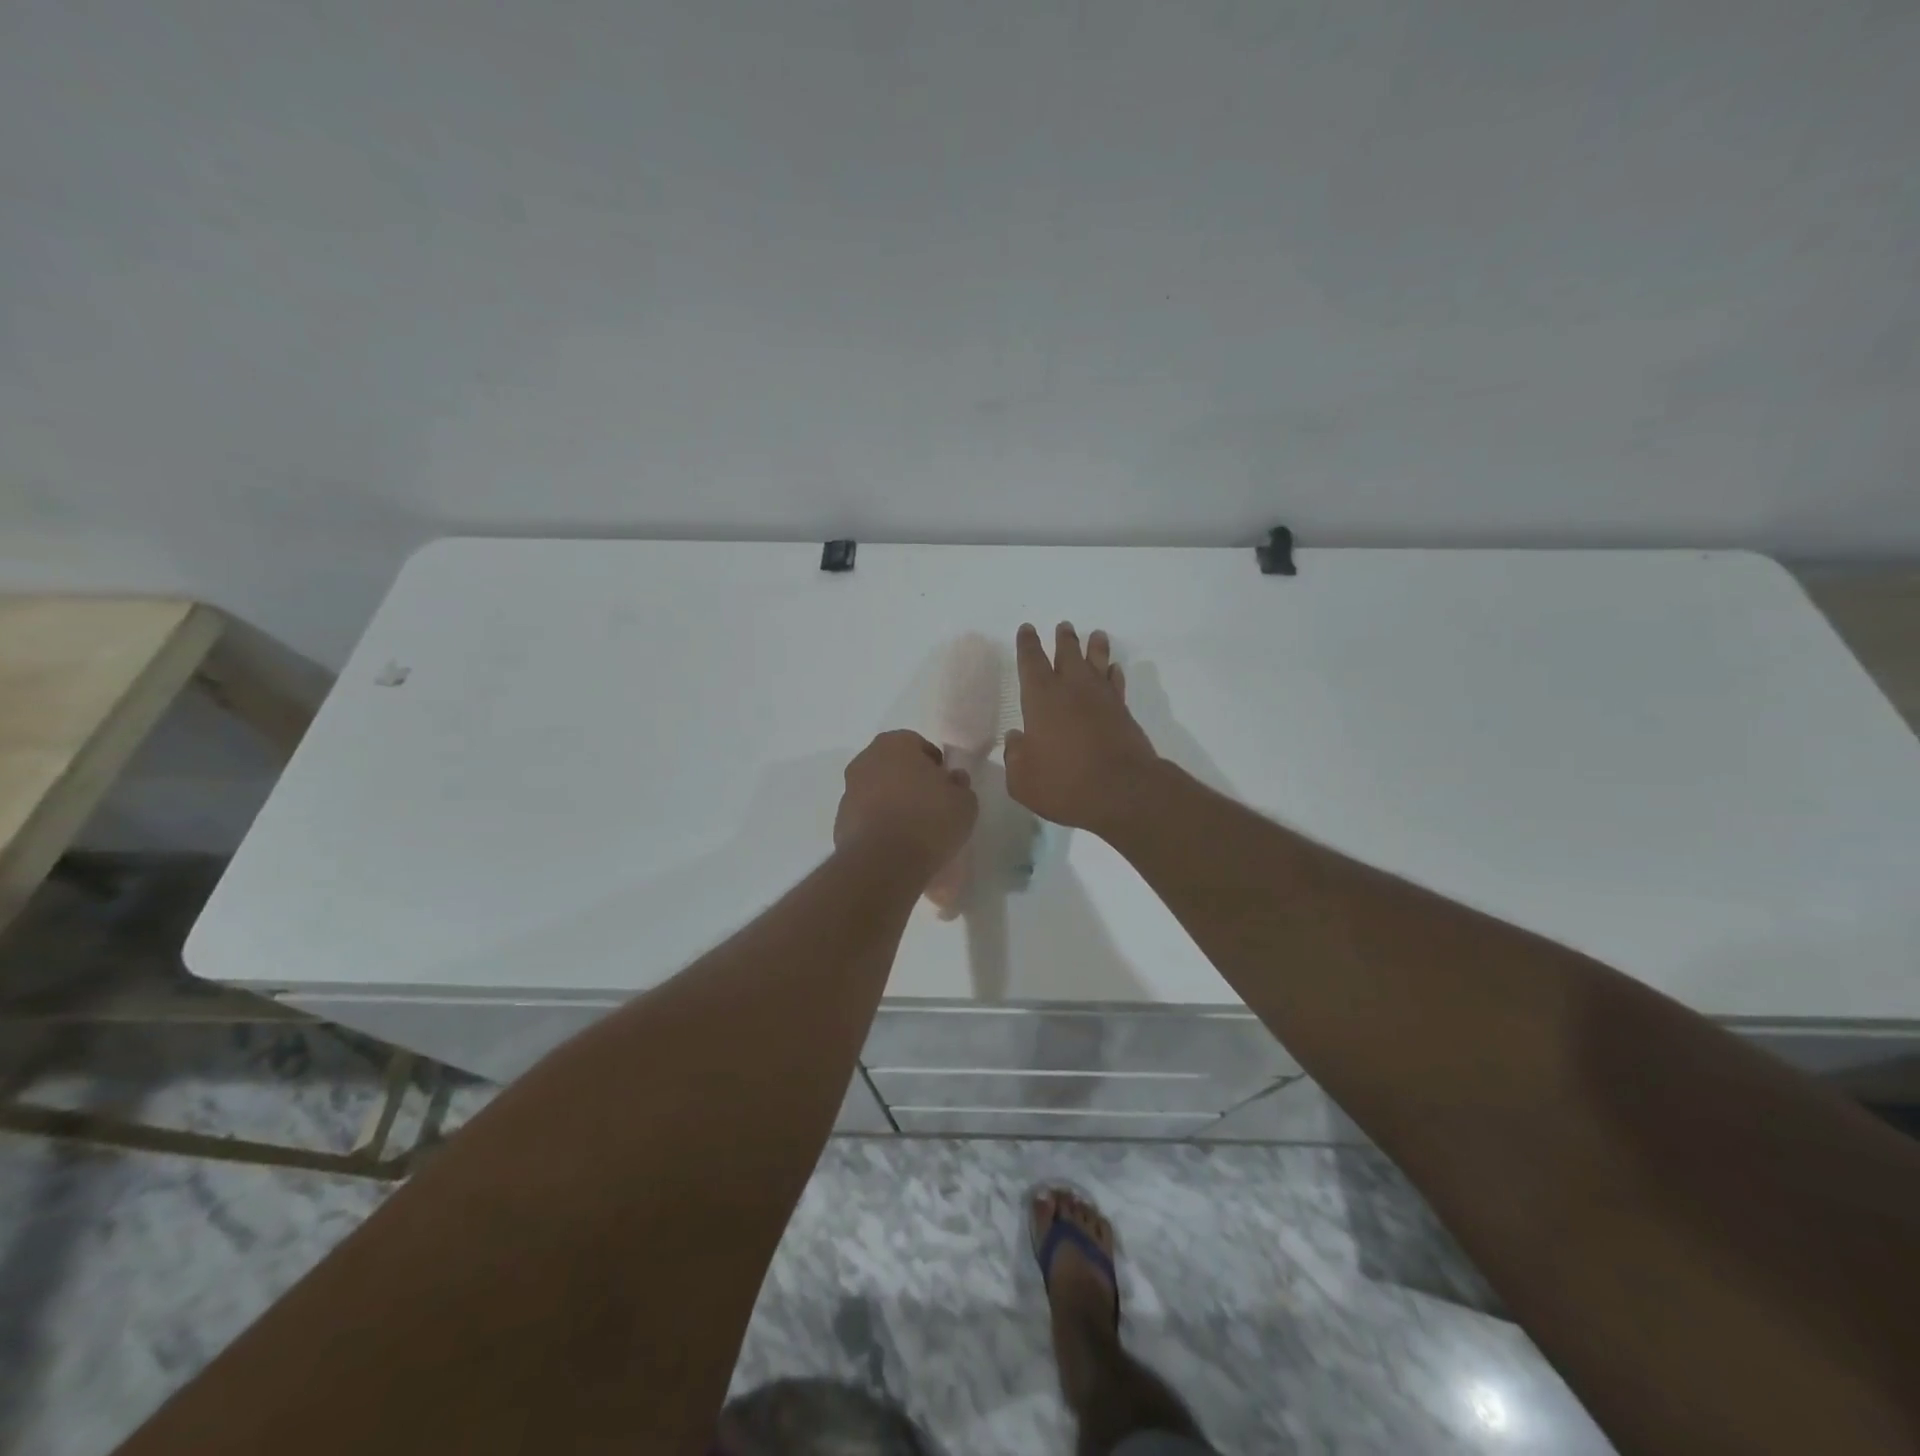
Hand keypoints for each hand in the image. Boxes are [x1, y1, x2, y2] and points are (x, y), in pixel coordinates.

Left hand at [835, 730, 978, 872]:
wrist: (884, 862)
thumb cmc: (929, 819)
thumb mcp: (964, 802)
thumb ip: (959, 785)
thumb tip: (953, 780)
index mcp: (895, 744)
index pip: (918, 745)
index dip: (934, 765)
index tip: (946, 786)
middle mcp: (866, 760)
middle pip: (894, 766)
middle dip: (910, 781)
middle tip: (931, 805)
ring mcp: (849, 791)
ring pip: (878, 791)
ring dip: (893, 803)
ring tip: (914, 829)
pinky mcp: (840, 821)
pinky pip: (867, 816)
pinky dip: (879, 824)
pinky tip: (896, 844)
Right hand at [1005, 623, 1159, 834]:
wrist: (1123, 792)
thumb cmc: (1064, 783)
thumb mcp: (1022, 779)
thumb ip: (1015, 756)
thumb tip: (1017, 738)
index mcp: (1041, 698)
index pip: (1031, 662)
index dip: (1028, 645)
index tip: (1027, 629)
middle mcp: (1072, 690)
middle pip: (1068, 654)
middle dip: (1063, 639)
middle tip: (1064, 626)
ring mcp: (1102, 699)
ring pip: (1097, 663)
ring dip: (1095, 648)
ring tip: (1096, 635)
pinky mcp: (1123, 713)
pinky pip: (1117, 684)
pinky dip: (1114, 674)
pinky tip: (1114, 669)